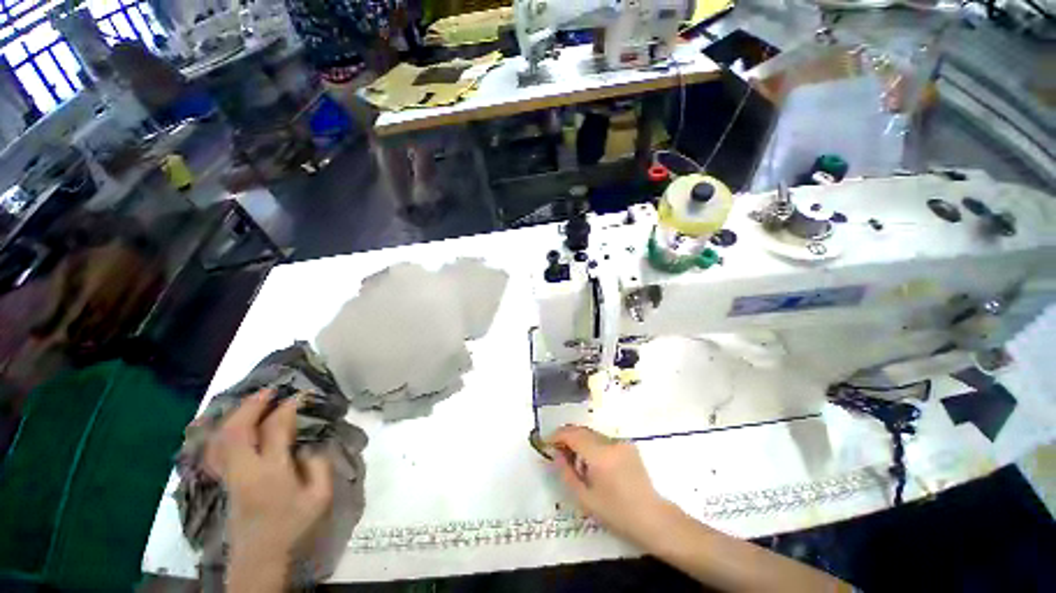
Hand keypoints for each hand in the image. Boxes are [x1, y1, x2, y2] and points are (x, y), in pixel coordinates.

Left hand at [207, 390, 332, 563]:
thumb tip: (310, 446)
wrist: (259, 554)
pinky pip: (216, 448)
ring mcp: (229, 475)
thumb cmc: (293, 524)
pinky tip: (232, 424)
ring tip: (253, 401)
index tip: (299, 395)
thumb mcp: (320, 497)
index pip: (276, 430)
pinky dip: (223, 431)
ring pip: (222, 437)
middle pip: (237, 430)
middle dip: (252, 405)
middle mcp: (245, 469)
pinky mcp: (224, 480)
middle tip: (270, 390)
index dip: (287, 408)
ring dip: (236, 415)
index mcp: (271, 472)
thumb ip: (320, 466)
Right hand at [549, 425, 672, 545]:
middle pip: (582, 430)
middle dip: (566, 436)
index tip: (545, 442)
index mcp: (600, 455)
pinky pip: (603, 439)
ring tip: (572, 458)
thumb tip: (555, 454)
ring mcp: (621, 442)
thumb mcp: (585, 498)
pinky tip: (590, 461)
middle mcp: (610, 442)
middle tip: (555, 449)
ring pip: (592, 433)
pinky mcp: (628, 445)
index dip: (556, 435)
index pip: (573, 435)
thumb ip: (566, 473)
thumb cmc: (617, 513)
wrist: (653, 518)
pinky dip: (591, 444)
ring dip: (579, 440)